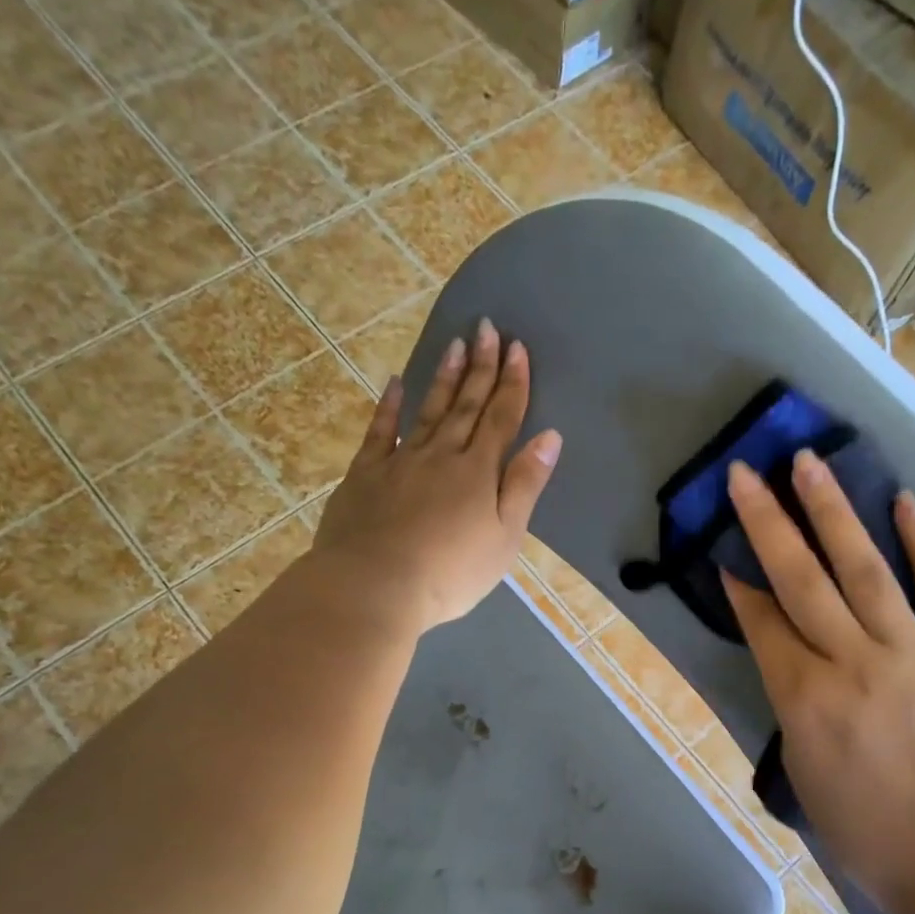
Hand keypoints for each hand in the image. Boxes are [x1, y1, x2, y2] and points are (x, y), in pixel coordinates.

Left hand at [312, 320, 560, 633]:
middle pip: (467, 405)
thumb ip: (524, 486)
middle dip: (481, 367)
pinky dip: (389, 406)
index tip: (518, 348)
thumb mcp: (504, 538)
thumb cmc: (450, 573)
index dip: (512, 383)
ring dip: (445, 378)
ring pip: (428, 410)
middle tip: (488, 328)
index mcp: (478, 472)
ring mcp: (400, 461)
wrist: (375, 585)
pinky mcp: (365, 474)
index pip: (501, 418)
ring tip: (455, 344)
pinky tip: (396, 383)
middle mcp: (442, 455)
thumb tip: (549, 437)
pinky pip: (380, 431)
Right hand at [722, 450, 914, 902]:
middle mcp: (853, 663)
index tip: (724, 548)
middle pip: (802, 579)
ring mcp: (914, 654)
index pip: (764, 622)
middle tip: (747, 474)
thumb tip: (786, 649)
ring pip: (865, 569)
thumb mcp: (801, 767)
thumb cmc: (861, 827)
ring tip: (809, 463)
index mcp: (804, 698)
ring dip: (833, 512)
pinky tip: (902, 502)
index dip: (740, 583)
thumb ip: (789, 700)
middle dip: (768, 522)